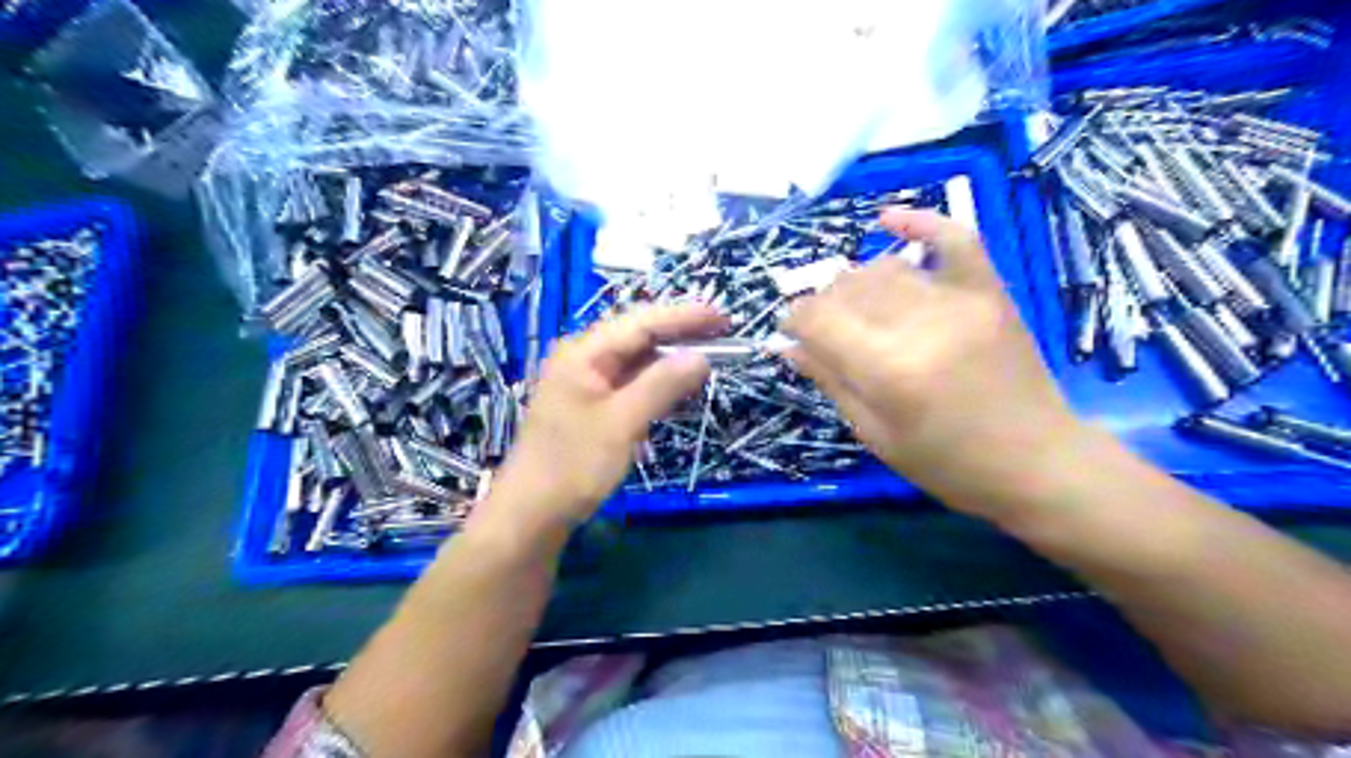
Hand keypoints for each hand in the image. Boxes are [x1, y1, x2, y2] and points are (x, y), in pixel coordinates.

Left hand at [485, 301, 728, 533]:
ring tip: (709, 354)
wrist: (532, 513)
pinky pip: (630, 383)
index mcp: (584, 353)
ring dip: (671, 359)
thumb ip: (662, 385)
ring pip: (636, 360)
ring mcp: (586, 383)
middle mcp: (583, 359)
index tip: (722, 316)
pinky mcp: (592, 406)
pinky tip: (680, 386)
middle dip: (680, 333)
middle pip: (638, 336)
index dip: (683, 318)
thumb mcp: (622, 422)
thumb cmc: (574, 464)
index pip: (641, 323)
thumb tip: (701, 357)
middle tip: (722, 332)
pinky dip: (657, 382)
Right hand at [783, 208, 1084, 514]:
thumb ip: (831, 381)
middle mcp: (920, 323)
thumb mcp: (876, 434)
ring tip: (856, 310)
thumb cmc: (948, 462)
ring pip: (884, 268)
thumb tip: (787, 345)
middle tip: (825, 333)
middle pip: (847, 288)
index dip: (794, 321)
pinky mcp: (989, 291)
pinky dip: (920, 223)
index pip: (818, 318)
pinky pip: (953, 238)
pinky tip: (887, 221)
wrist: (1037, 461)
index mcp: (888, 369)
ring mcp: (960, 300)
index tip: (790, 334)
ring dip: (855, 283)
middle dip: (822, 305)